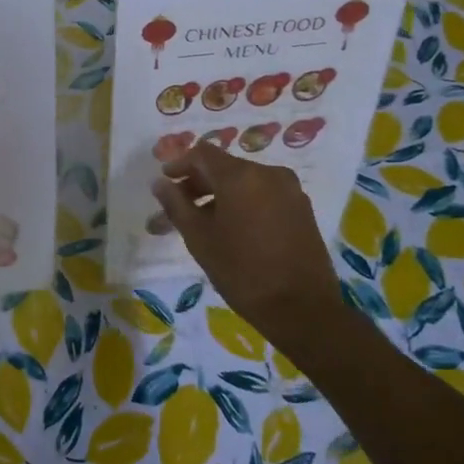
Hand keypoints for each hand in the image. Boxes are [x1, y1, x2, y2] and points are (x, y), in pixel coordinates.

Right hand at [152, 144, 343, 354]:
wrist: (303, 309)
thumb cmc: (242, 272)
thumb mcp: (200, 238)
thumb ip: (176, 205)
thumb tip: (160, 183)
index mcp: (241, 176)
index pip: (203, 153)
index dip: (179, 164)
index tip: (165, 183)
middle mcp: (269, 173)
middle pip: (224, 168)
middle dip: (197, 185)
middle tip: (176, 210)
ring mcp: (290, 191)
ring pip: (244, 183)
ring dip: (219, 196)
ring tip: (201, 224)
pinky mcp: (301, 209)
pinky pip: (263, 195)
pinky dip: (242, 204)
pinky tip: (232, 230)